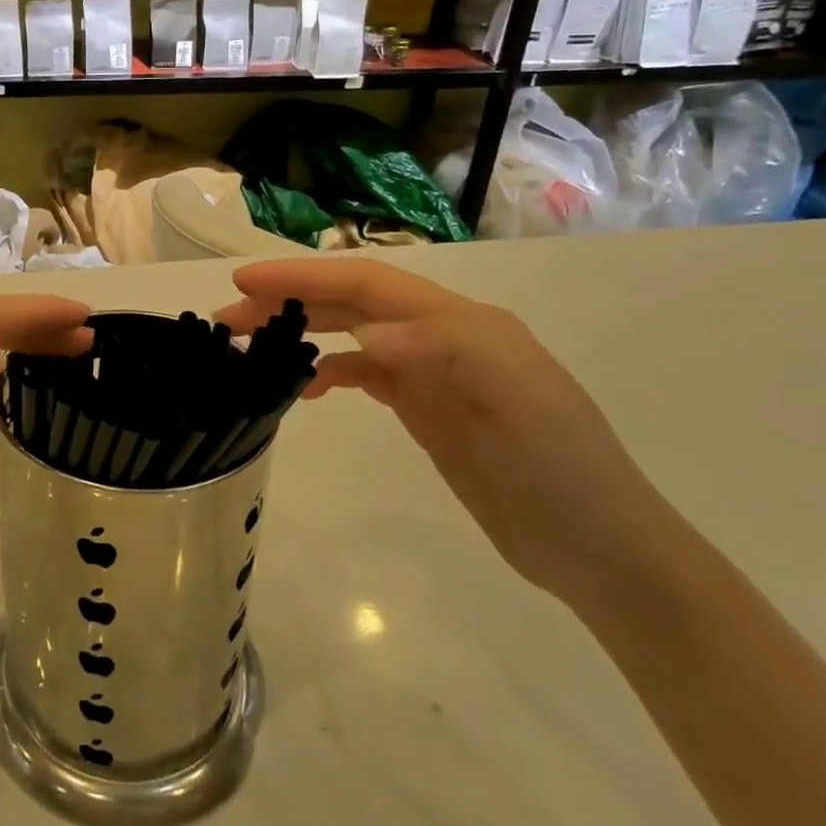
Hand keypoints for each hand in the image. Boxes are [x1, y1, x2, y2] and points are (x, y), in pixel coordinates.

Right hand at [218, 258, 675, 604]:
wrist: (599, 548)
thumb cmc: (562, 471)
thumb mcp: (518, 405)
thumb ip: (445, 354)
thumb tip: (365, 335)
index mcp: (460, 322)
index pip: (368, 283)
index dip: (305, 277)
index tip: (245, 282)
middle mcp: (441, 336)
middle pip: (350, 303)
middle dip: (288, 301)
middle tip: (227, 319)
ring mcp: (431, 372)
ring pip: (350, 334)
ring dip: (300, 331)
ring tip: (248, 345)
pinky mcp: (425, 407)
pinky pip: (363, 374)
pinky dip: (327, 372)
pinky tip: (304, 388)